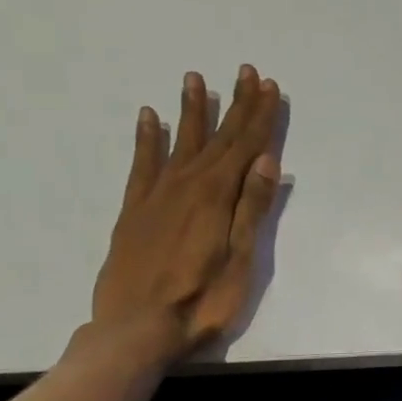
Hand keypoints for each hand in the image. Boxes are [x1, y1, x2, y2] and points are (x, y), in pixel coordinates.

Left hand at [90, 65, 281, 361]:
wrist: (136, 328)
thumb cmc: (201, 301)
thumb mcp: (240, 260)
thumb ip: (251, 208)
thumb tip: (267, 161)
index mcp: (217, 196)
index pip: (245, 147)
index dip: (259, 116)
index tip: (267, 85)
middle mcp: (186, 185)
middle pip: (217, 138)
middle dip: (235, 105)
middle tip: (245, 72)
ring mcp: (156, 195)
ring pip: (178, 142)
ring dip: (190, 111)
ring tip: (195, 79)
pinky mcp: (134, 210)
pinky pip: (142, 164)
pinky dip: (147, 139)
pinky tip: (149, 118)